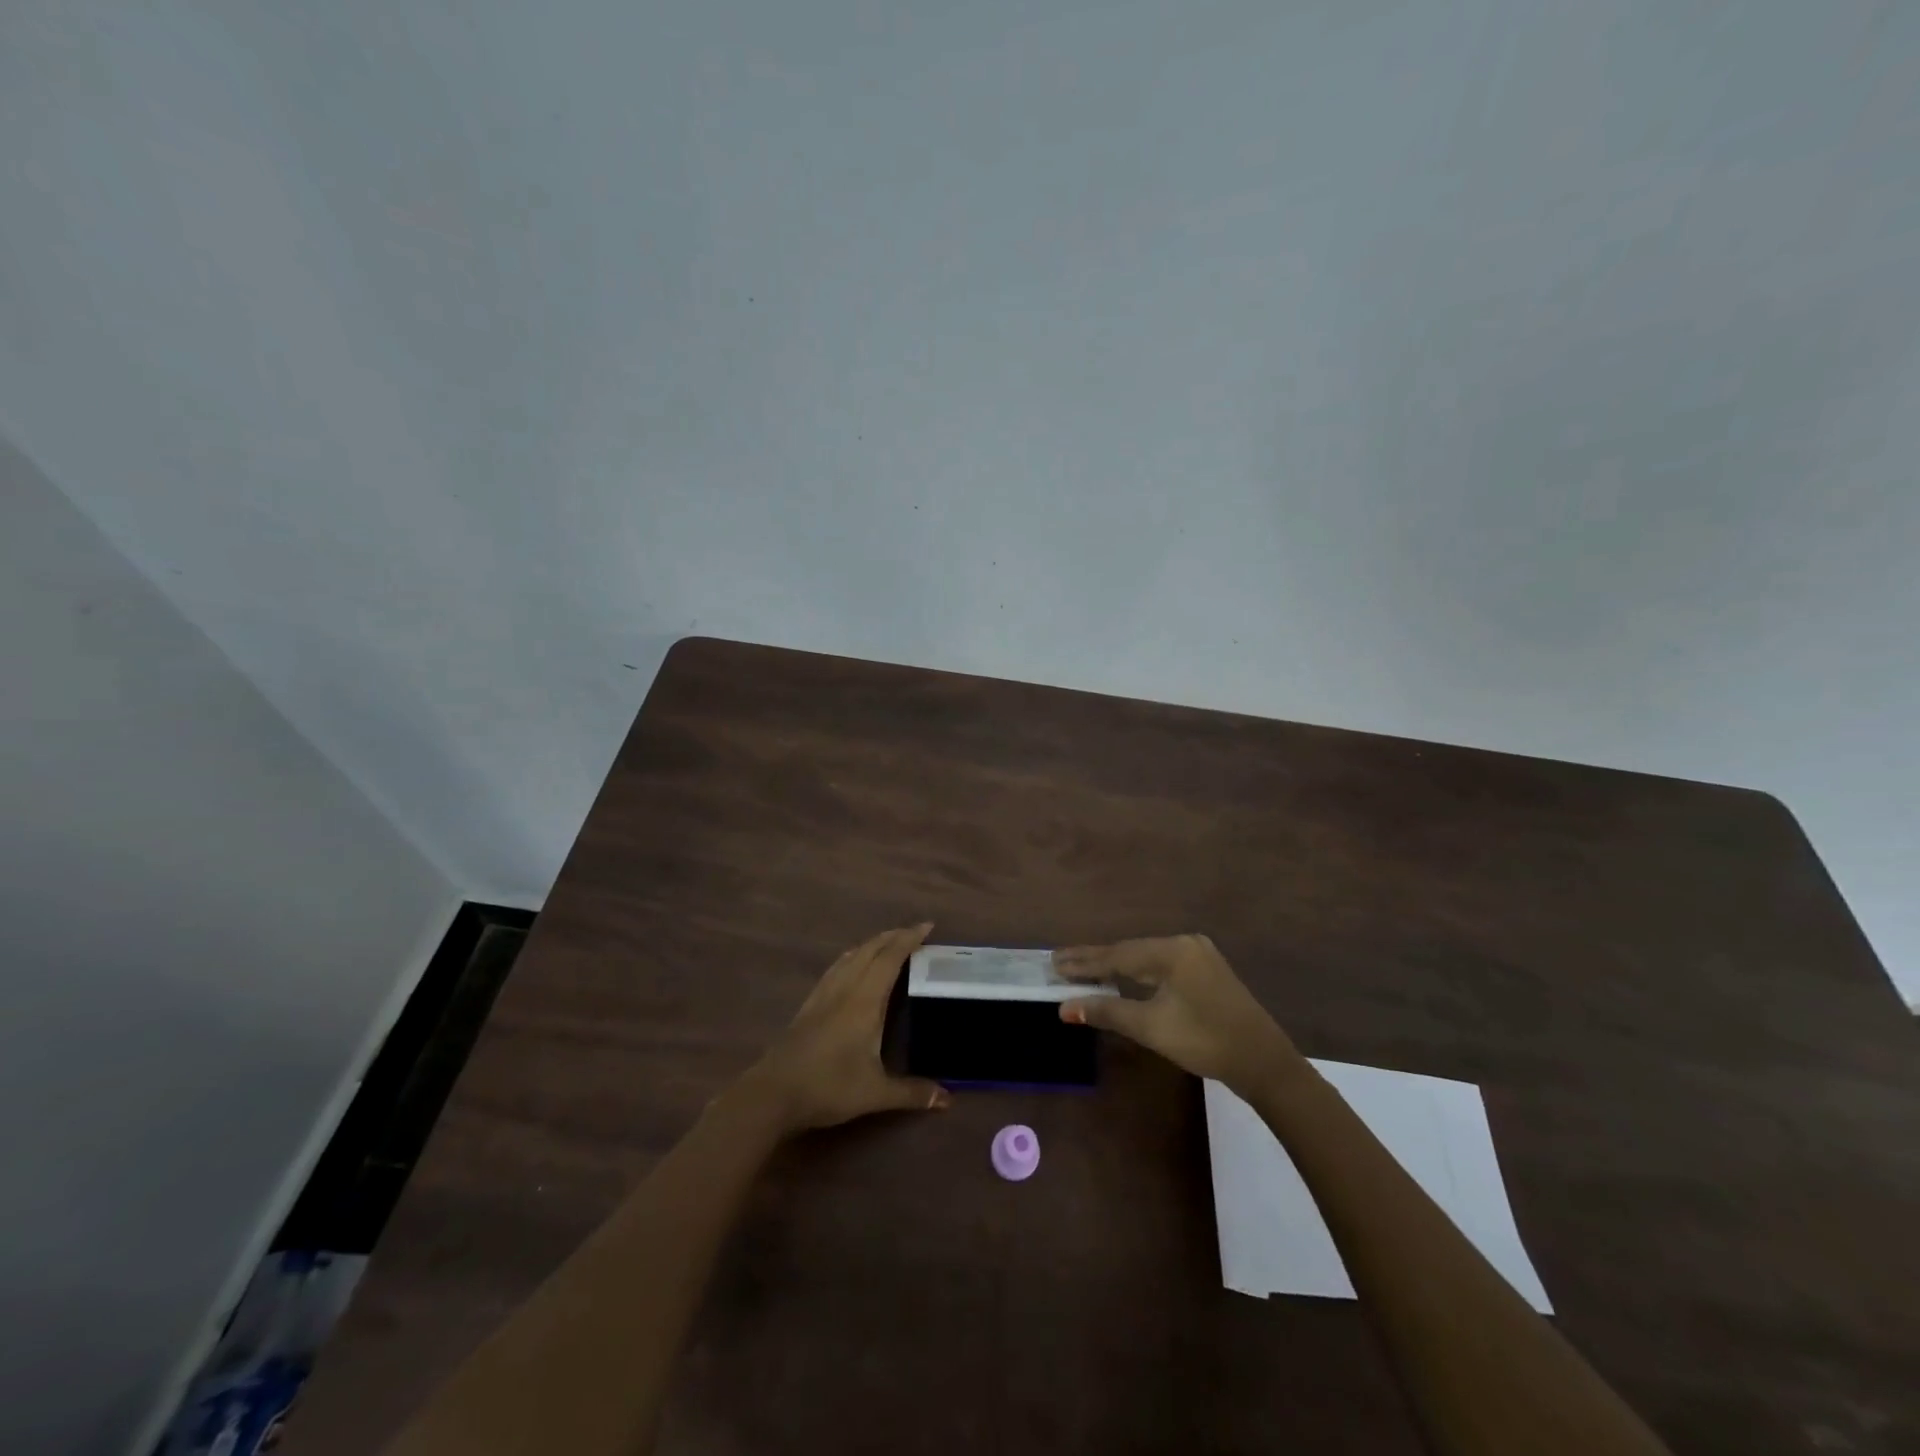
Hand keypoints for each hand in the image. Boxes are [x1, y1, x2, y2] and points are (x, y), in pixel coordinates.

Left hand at [742, 924, 950, 1133]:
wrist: (773, 1093)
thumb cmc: (828, 1087)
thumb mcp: (875, 1093)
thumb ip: (912, 1092)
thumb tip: (947, 1099)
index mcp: (864, 1000)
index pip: (890, 958)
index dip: (909, 939)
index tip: (927, 926)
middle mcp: (845, 988)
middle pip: (870, 950)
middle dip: (893, 936)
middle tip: (914, 932)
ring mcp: (823, 994)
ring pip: (850, 956)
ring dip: (872, 944)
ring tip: (888, 943)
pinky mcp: (809, 1004)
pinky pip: (836, 968)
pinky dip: (853, 957)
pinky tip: (852, 966)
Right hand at [1055, 934, 1302, 1094]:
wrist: (1264, 1062)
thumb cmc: (1205, 1041)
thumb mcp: (1151, 1027)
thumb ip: (1107, 1011)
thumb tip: (1065, 1007)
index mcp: (1172, 951)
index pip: (1117, 954)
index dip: (1083, 961)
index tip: (1053, 961)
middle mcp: (1184, 944)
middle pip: (1130, 952)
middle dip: (1095, 961)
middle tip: (1061, 964)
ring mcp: (1198, 955)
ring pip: (1145, 959)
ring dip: (1115, 967)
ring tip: (1084, 970)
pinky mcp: (1206, 971)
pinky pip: (1161, 966)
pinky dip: (1137, 973)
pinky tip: (1122, 977)